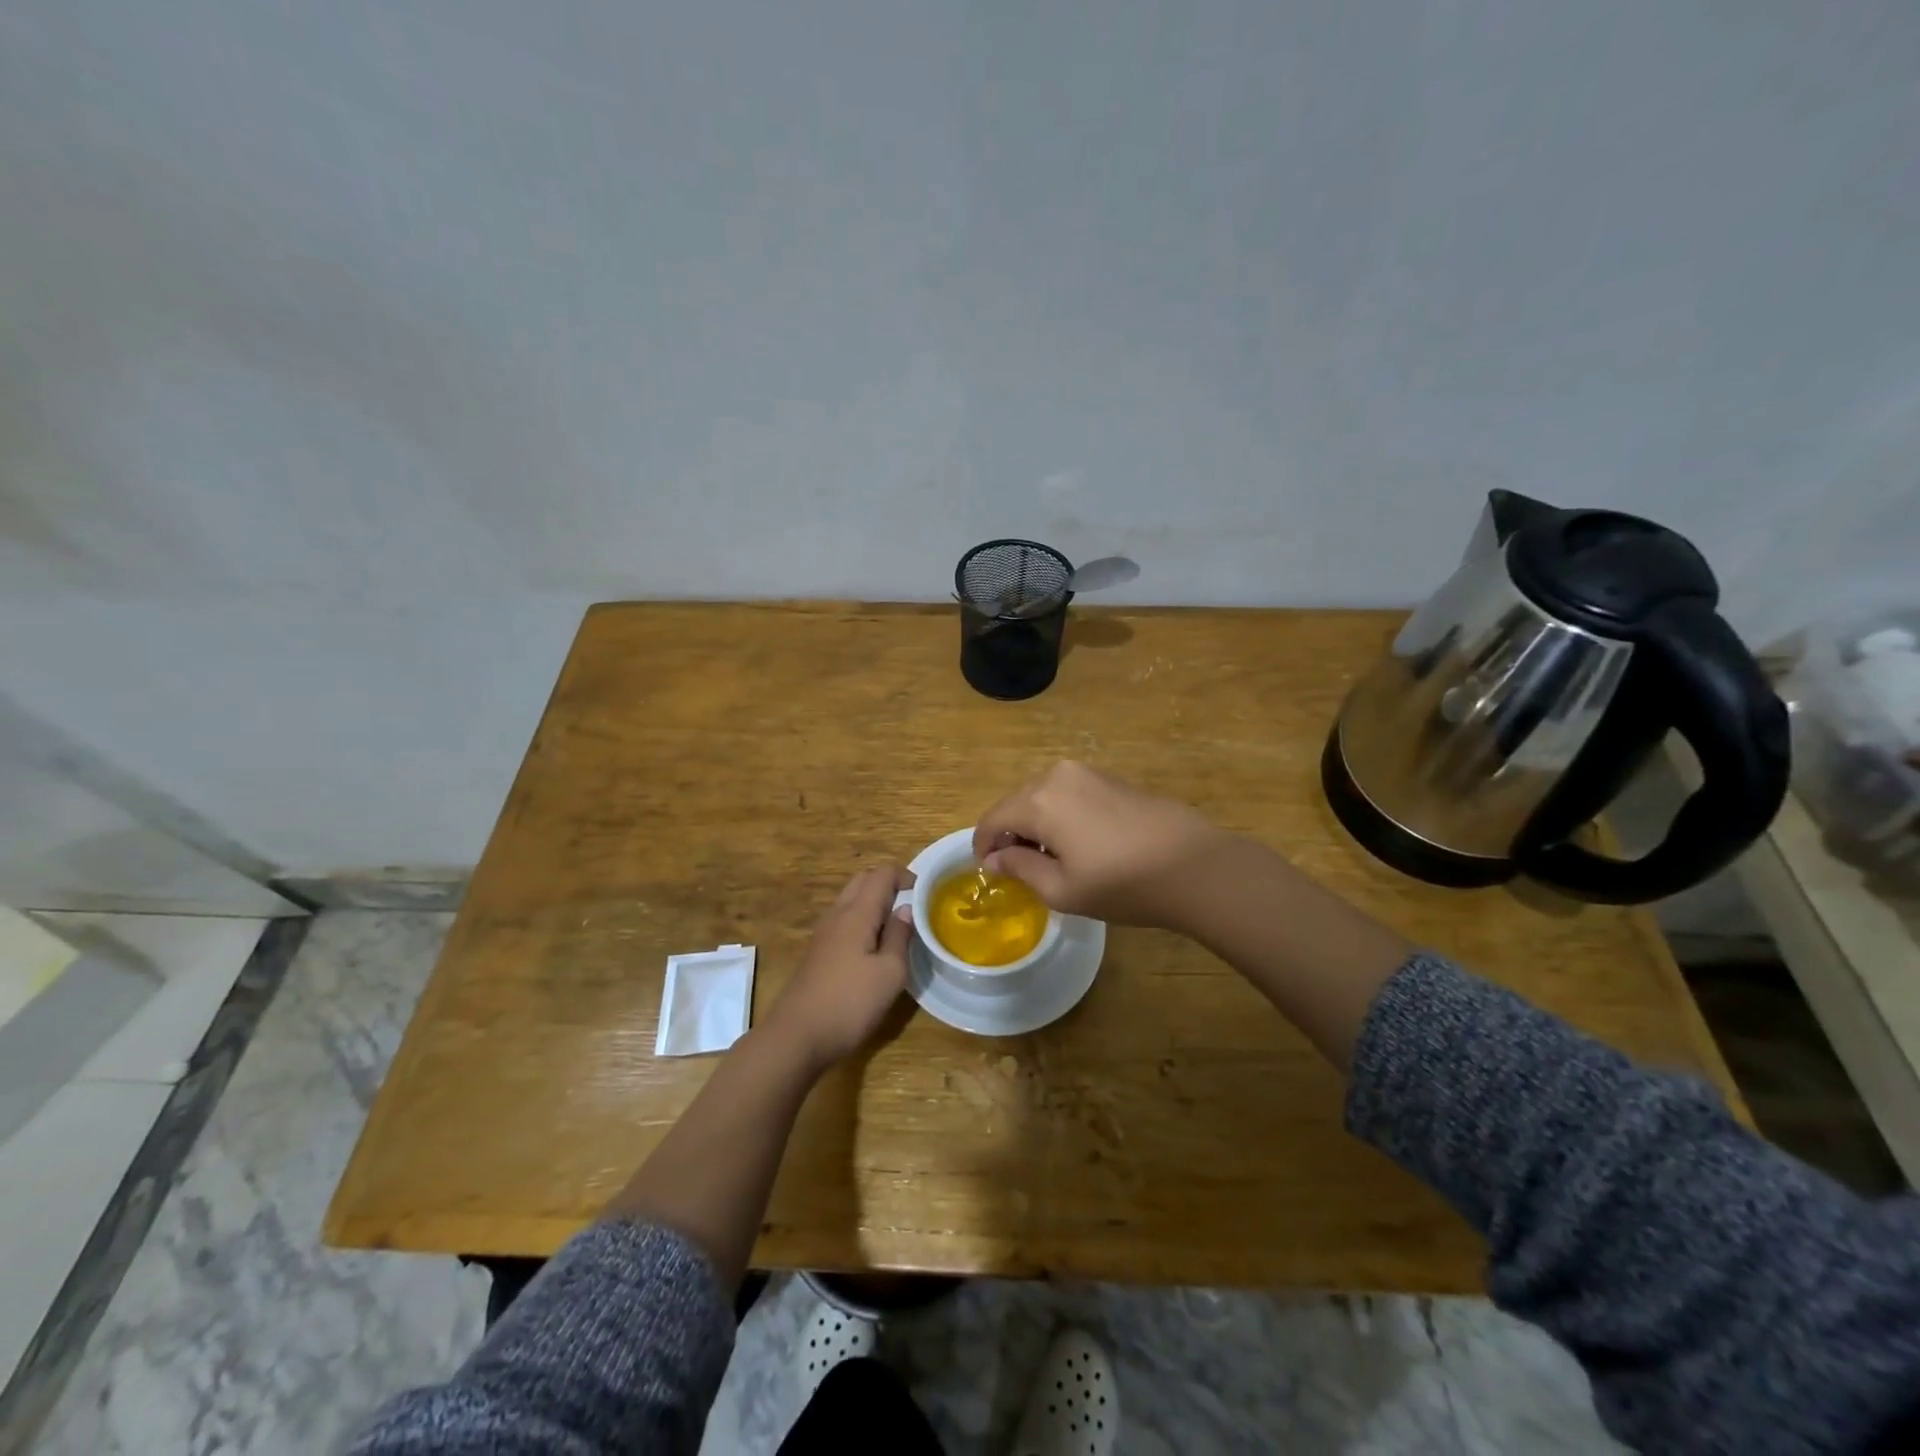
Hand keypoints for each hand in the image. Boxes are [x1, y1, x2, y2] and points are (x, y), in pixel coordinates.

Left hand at [764, 864, 914, 1069]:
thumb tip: (905, 909)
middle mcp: (837, 915)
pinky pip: (843, 920)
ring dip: (873, 902)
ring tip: (896, 925)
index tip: (924, 892)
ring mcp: (823, 934)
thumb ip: (899, 936)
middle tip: (911, 904)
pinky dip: (862, 920)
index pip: (881, 875)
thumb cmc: (850, 1004)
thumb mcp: (890, 973)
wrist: (796, 1036)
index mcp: (857, 913)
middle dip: (888, 883)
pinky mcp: (818, 952)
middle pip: (862, 881)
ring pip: (850, 900)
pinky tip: (873, 946)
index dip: (905, 875)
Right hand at [971, 760, 1222, 927]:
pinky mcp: (1111, 778)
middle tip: (1019, 870)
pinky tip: (1081, 844)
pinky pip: (1068, 794)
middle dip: (1010, 834)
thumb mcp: (1062, 889)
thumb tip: (995, 858)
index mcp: (1039, 801)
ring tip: (1051, 859)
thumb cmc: (1122, 883)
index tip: (988, 872)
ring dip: (1036, 824)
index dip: (983, 846)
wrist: (1194, 865)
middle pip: (1016, 804)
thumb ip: (1020, 869)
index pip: (992, 819)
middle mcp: (1057, 776)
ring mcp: (1088, 773)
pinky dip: (1060, 815)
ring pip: (1043, 797)